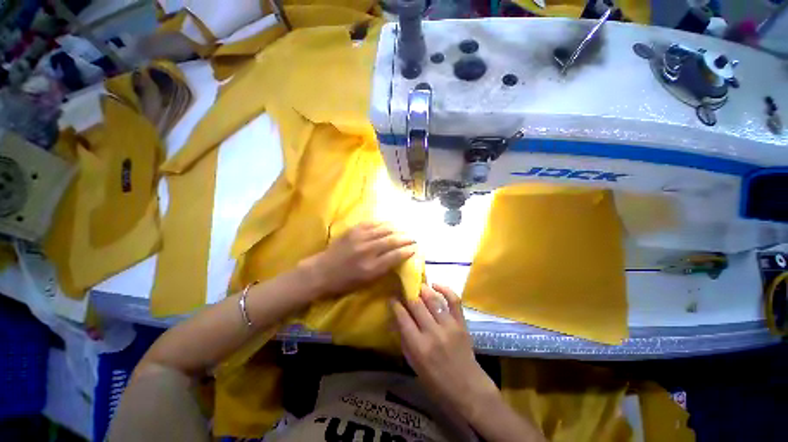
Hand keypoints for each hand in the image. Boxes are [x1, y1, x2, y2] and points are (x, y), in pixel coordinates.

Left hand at [304, 222, 416, 297]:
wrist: (321, 271)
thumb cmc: (344, 281)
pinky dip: (383, 223)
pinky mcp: (353, 230)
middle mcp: (368, 251)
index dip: (407, 251)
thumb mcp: (366, 281)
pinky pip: (372, 223)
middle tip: (413, 237)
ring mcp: (360, 238)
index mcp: (371, 267)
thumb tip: (397, 257)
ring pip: (384, 229)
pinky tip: (388, 224)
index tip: (415, 248)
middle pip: (392, 240)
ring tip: (403, 230)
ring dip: (397, 229)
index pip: (395, 256)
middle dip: (406, 238)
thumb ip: (383, 269)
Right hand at [392, 284, 499, 420]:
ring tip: (418, 286)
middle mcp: (432, 333)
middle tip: (405, 289)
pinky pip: (454, 300)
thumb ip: (404, 340)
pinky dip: (445, 289)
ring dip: (423, 289)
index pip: (403, 317)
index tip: (392, 298)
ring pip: (433, 299)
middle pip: (416, 305)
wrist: (467, 389)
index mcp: (418, 347)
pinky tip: (436, 284)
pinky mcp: (461, 323)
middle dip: (408, 294)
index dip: (395, 304)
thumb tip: (394, 320)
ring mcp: (449, 326)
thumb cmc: (436, 382)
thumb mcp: (414, 364)